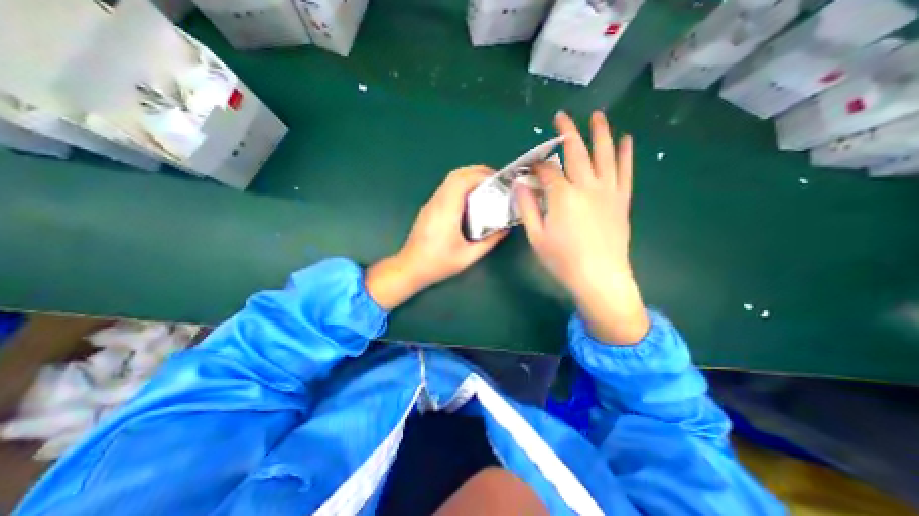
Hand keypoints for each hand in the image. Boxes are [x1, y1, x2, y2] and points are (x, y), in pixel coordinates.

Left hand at [364, 166, 504, 308]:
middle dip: (476, 172)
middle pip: (456, 175)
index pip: (462, 181)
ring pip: (449, 180)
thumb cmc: (438, 264)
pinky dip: (460, 187)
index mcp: (446, 211)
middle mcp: (437, 202)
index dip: (481, 175)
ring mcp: (430, 204)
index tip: (497, 180)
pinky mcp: (428, 209)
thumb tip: (505, 229)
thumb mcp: (468, 256)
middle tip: (494, 181)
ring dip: (468, 178)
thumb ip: (489, 242)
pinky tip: (470, 200)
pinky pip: (445, 189)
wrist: (410, 268)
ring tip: (485, 188)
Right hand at [517, 111, 644, 345]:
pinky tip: (626, 140)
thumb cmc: (563, 261)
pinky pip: (625, 172)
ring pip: (604, 155)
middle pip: (576, 153)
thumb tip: (520, 186)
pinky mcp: (621, 201)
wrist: (599, 278)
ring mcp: (608, 192)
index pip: (548, 171)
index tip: (529, 165)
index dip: (536, 165)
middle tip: (560, 117)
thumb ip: (528, 208)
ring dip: (600, 133)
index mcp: (563, 196)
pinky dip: (626, 154)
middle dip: (566, 133)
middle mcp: (587, 187)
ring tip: (597, 115)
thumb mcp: (536, 237)